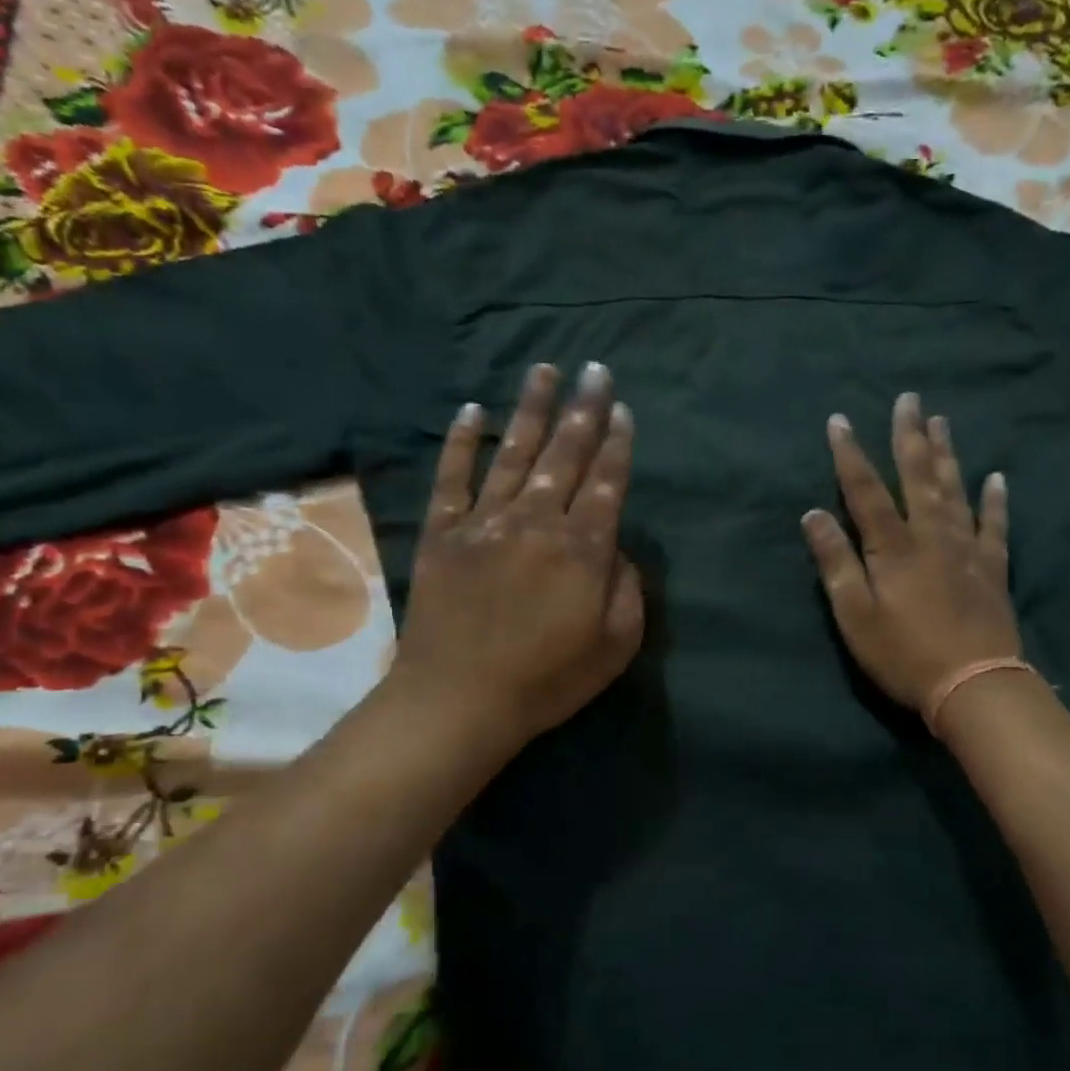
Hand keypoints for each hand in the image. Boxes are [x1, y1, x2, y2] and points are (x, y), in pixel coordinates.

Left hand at [384, 362, 643, 756]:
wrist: (460, 701)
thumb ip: (626, 588)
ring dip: (531, 409)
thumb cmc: (548, 680)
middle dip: (584, 410)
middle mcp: (536, 522)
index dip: (617, 445)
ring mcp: (484, 523)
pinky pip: (452, 478)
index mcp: (582, 549)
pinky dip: (460, 443)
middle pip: (566, 455)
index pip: (606, 483)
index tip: (622, 409)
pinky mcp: (442, 534)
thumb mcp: (616, 644)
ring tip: (545, 370)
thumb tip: (615, 549)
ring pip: (514, 453)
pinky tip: (470, 411)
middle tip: (595, 369)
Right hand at [802, 394, 1020, 714]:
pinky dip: (995, 500)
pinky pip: (995, 525)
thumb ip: (835, 563)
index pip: (865, 490)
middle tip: (909, 398)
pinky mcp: (992, 568)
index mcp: (893, 547)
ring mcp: (966, 549)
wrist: (973, 684)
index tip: (840, 420)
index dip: (850, 454)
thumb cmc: (903, 654)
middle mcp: (931, 535)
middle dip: (909, 436)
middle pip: (918, 476)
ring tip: (941, 421)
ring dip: (946, 453)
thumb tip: (813, 515)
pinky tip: (996, 477)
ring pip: (955, 489)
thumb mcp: (855, 615)